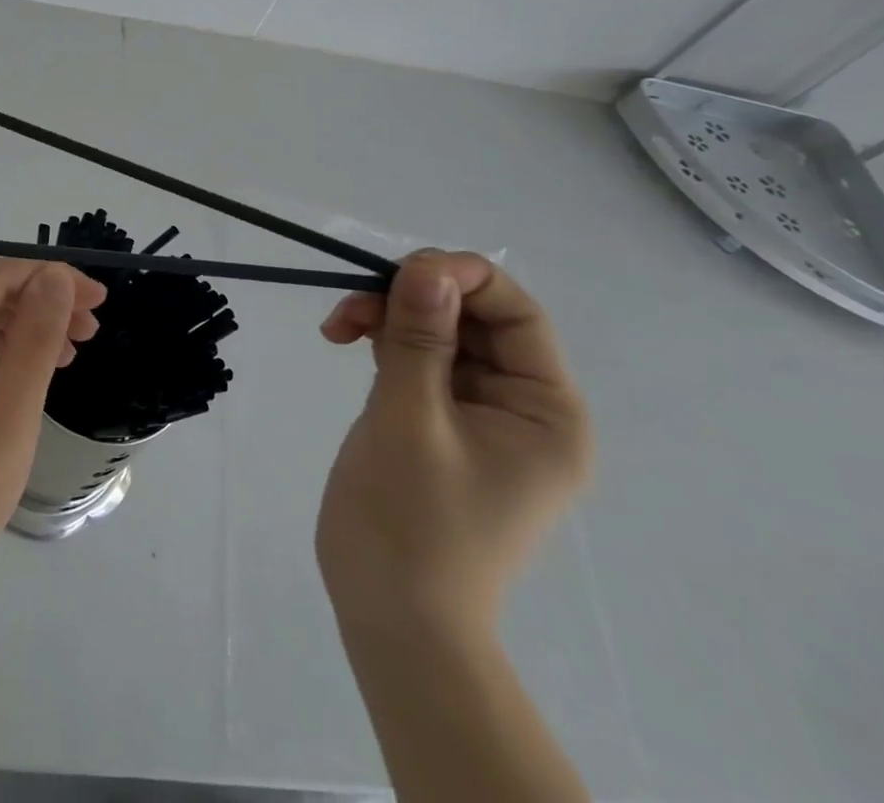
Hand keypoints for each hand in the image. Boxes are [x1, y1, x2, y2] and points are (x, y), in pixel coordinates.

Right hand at [315, 251, 590, 641]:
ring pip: (437, 332)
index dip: (462, 278)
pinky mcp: (436, 420)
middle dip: (412, 298)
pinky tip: (343, 338)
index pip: (516, 315)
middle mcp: (522, 407)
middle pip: (472, 318)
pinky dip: (382, 340)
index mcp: (546, 412)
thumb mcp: (412, 419)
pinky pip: (416, 358)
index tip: (399, 269)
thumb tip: (428, 266)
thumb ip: (421, 338)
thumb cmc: (412, 522)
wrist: (391, 616)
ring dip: (388, 315)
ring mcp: (476, 414)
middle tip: (351, 301)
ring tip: (337, 325)